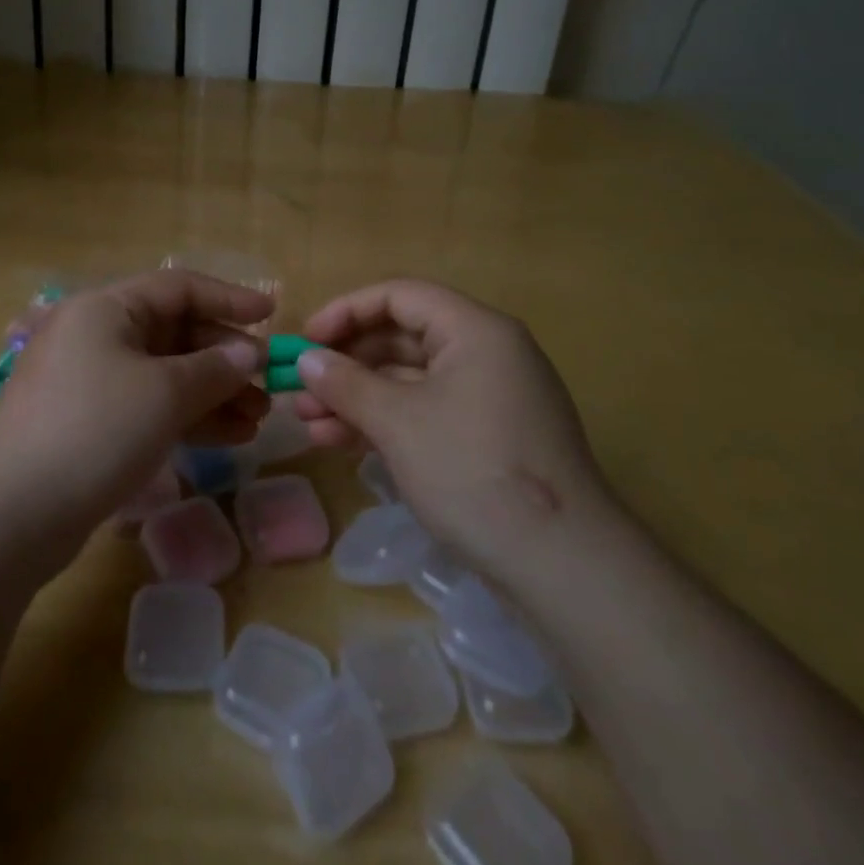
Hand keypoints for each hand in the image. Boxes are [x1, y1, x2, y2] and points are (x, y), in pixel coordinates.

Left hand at [0, 270, 271, 557]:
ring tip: (257, 417)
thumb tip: (250, 353)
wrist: (14, 514)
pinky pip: (150, 405)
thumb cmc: (96, 429)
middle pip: (174, 331)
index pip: (179, 287)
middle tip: (267, 382)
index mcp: (106, 308)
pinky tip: (230, 437)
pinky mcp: (91, 422)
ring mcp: (91, 380)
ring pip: (166, 373)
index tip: (272, 315)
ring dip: (213, 392)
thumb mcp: (165, 393)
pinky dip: (188, 416)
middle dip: (224, 357)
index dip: (229, 298)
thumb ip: (215, 368)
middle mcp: (96, 334)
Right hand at [288, 280, 614, 572]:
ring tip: (307, 424)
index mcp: (475, 330)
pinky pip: (426, 412)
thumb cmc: (475, 472)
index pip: (400, 296)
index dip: (346, 311)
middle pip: (402, 338)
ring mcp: (489, 398)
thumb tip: (306, 360)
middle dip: (346, 363)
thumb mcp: (399, 422)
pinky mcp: (488, 438)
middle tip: (299, 389)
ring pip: (409, 381)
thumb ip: (346, 384)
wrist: (564, 568)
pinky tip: (340, 443)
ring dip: (357, 398)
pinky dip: (385, 422)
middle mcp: (486, 353)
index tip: (306, 340)